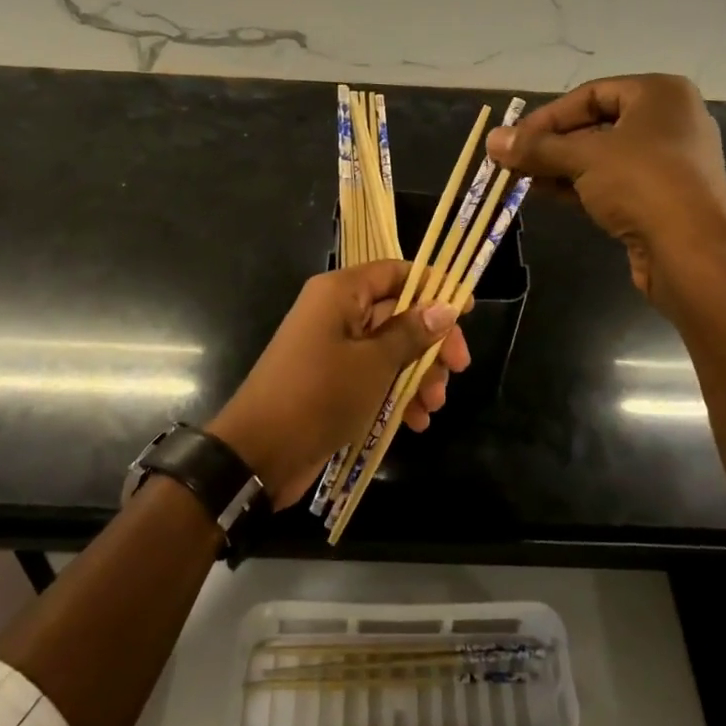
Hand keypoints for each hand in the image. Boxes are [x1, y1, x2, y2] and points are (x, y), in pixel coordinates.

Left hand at [208, 261, 470, 508]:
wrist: (259, 454)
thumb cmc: (319, 395)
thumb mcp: (374, 364)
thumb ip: (412, 333)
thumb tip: (446, 307)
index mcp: (340, 293)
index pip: (395, 272)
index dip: (433, 287)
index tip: (466, 311)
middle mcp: (336, 312)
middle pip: (398, 313)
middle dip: (430, 343)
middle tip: (458, 369)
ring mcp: (333, 348)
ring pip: (390, 348)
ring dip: (418, 374)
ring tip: (433, 406)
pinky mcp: (332, 381)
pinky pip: (374, 375)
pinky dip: (397, 393)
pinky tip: (416, 421)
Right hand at [486, 74, 725, 317]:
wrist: (691, 252)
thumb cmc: (641, 183)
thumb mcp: (583, 157)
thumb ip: (536, 147)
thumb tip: (492, 140)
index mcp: (660, 94)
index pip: (591, 94)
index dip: (548, 116)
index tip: (514, 138)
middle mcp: (671, 121)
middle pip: (597, 125)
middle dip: (551, 144)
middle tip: (513, 159)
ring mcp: (671, 162)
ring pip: (604, 156)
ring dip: (561, 166)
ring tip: (521, 178)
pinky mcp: (664, 197)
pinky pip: (615, 182)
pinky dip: (581, 185)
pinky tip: (545, 193)